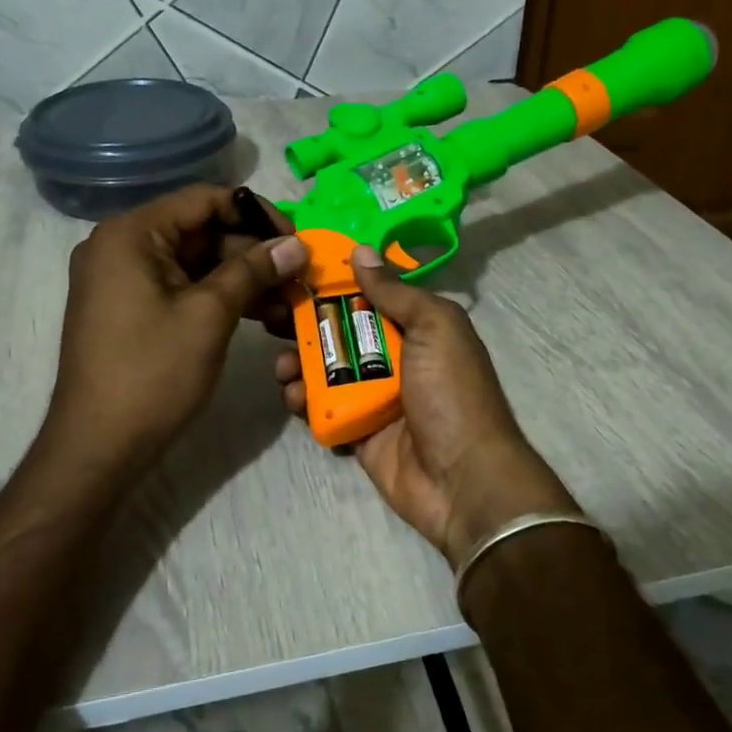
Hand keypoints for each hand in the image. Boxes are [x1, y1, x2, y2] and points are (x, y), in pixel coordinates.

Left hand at [49, 185, 305, 466]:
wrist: (98, 445)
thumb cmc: (152, 373)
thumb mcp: (209, 315)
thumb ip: (253, 271)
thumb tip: (296, 244)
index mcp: (131, 234)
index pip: (204, 200)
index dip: (256, 215)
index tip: (295, 241)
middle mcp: (121, 246)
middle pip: (201, 231)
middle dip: (253, 254)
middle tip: (298, 279)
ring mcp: (123, 279)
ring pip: (196, 263)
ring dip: (242, 280)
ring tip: (287, 304)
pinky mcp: (131, 308)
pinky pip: (182, 288)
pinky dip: (218, 298)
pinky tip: (260, 316)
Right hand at [275, 245, 577, 565]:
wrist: (463, 480)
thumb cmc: (452, 393)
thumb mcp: (434, 329)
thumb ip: (396, 292)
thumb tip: (360, 251)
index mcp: (417, 328)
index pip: (368, 294)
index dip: (333, 281)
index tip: (294, 269)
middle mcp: (395, 357)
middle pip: (340, 330)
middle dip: (305, 322)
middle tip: (269, 316)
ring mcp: (374, 396)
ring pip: (325, 370)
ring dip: (297, 363)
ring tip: (281, 366)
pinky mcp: (357, 431)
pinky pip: (323, 409)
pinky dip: (303, 402)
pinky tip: (292, 398)